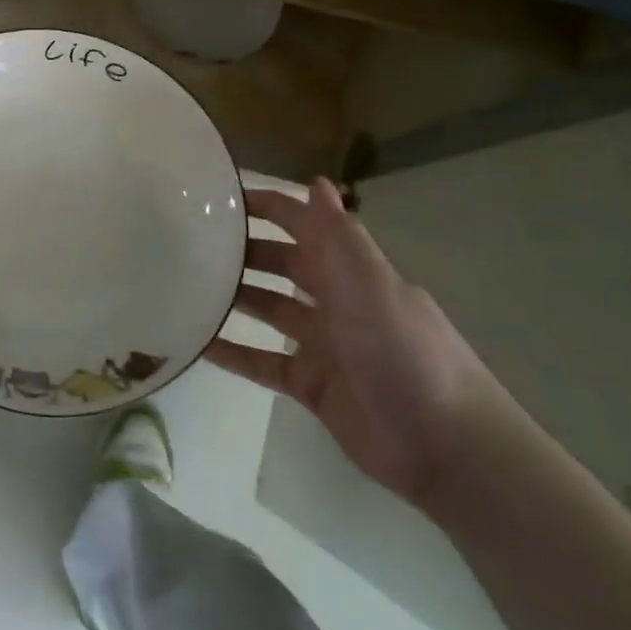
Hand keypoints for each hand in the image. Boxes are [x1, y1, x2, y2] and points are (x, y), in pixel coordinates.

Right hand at [204, 177, 507, 509]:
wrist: (446, 448)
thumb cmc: (405, 353)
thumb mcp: (371, 286)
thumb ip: (339, 236)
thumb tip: (317, 181)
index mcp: (351, 272)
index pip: (304, 225)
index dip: (268, 207)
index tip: (219, 195)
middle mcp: (336, 301)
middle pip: (281, 264)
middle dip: (243, 250)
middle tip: (189, 241)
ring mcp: (322, 344)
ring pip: (268, 310)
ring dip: (233, 296)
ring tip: (184, 285)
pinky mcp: (310, 385)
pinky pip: (261, 362)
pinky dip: (232, 353)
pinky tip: (196, 343)